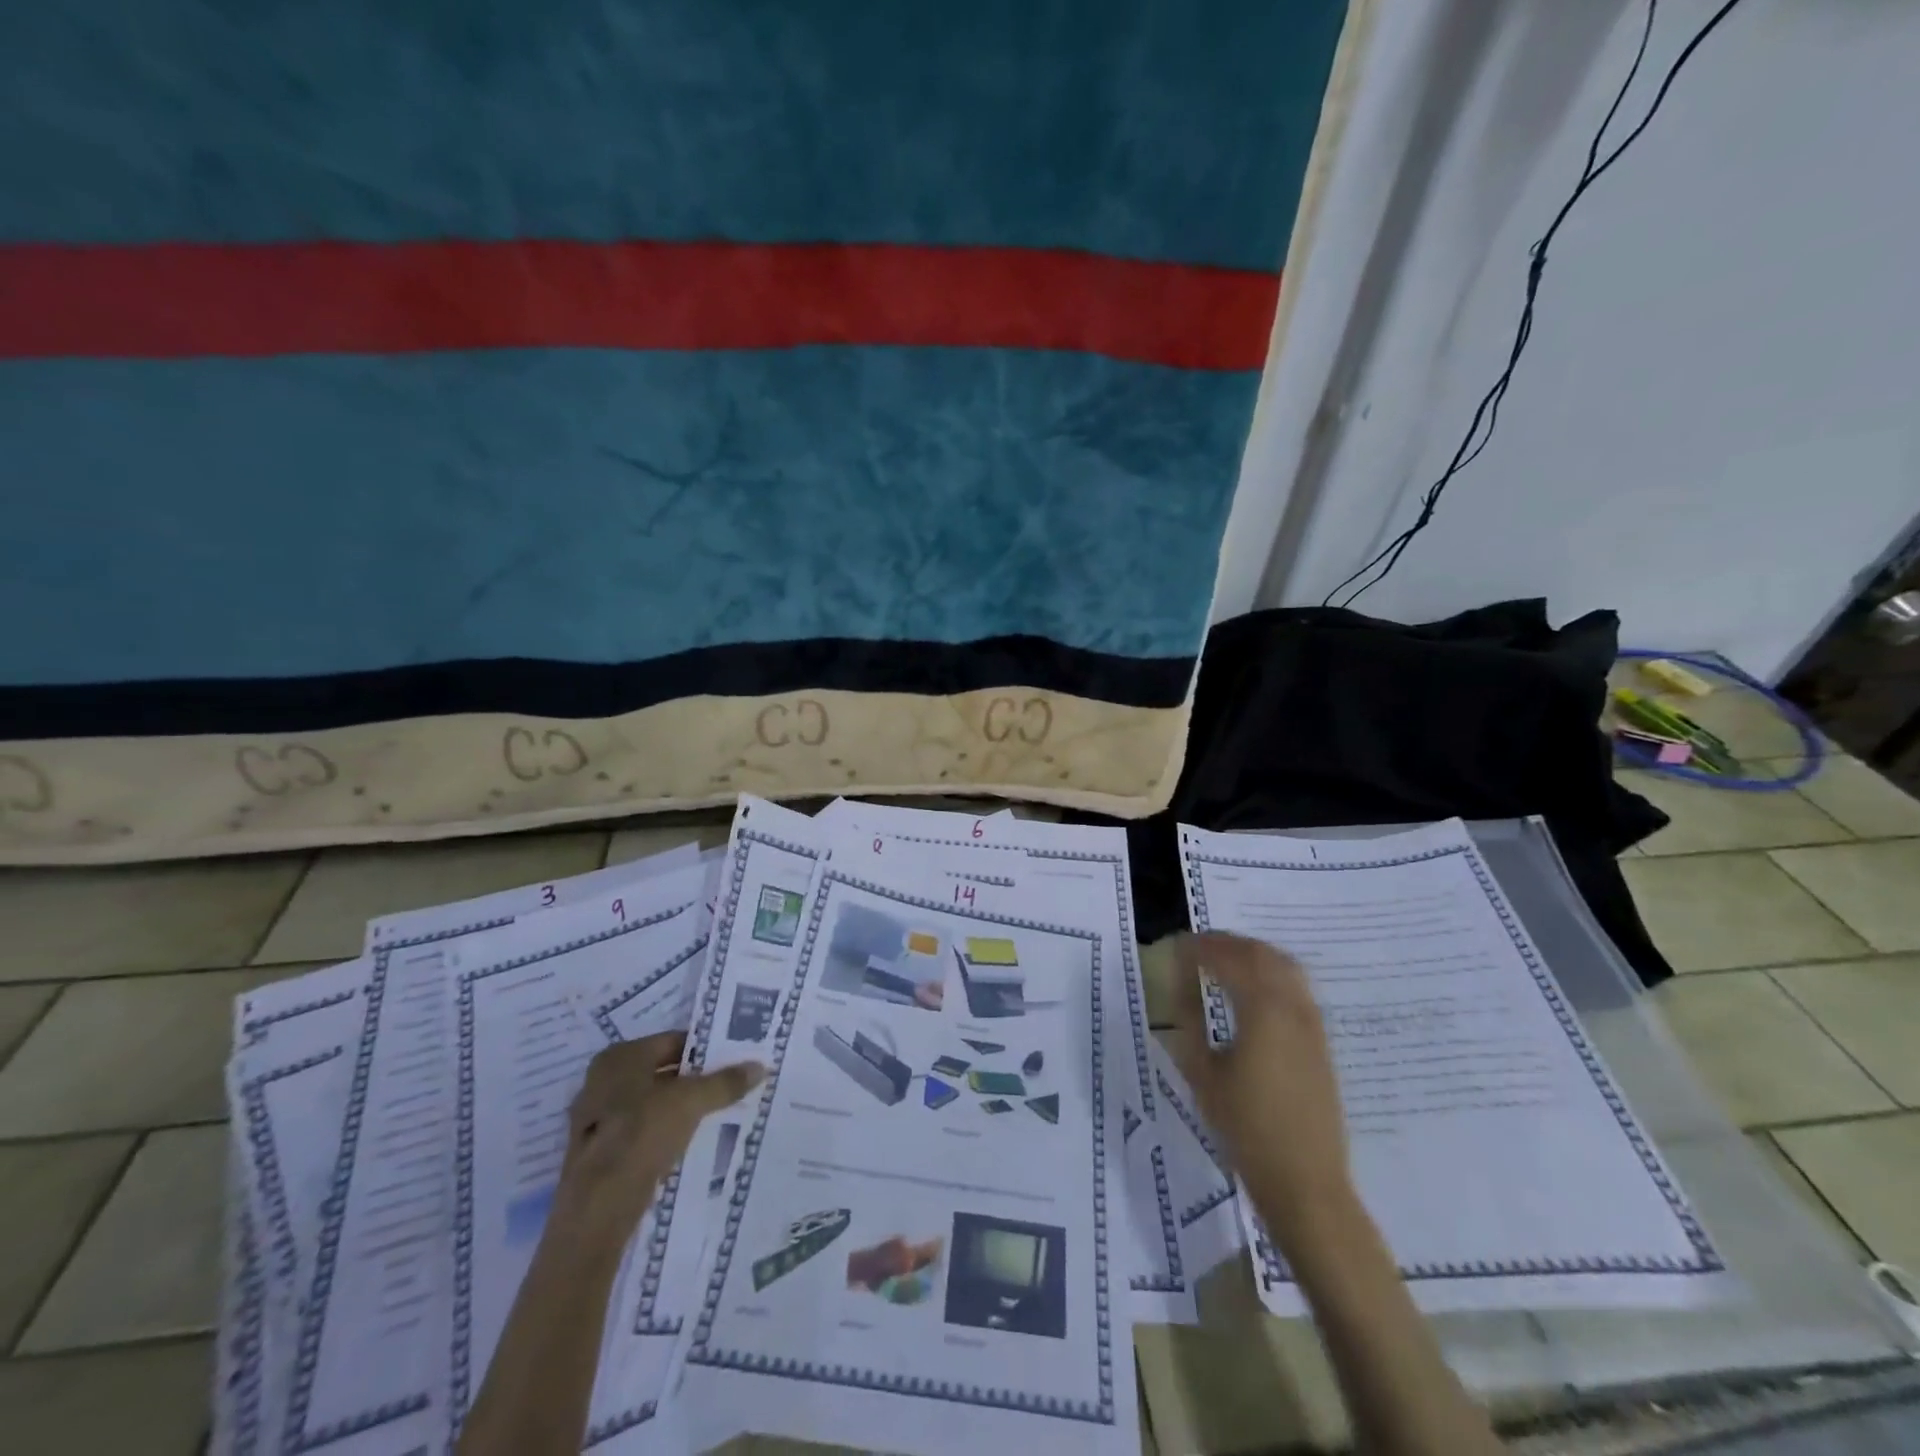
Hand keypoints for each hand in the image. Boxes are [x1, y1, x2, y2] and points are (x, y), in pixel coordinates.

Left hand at [554, 1033, 765, 1246]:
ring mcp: (594, 1120)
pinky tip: (687, 1143)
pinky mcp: (596, 1154)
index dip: (705, 1050)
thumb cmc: (643, 1133)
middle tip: (729, 1086)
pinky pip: (640, 1132)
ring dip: (679, 1109)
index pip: (673, 1042)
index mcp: (620, 1057)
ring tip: (715, 1115)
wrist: (599, 1206)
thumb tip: (759, 1066)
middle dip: (694, 1081)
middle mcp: (601, 1081)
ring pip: (651, 1104)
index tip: (733, 1061)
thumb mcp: (693, 1101)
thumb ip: (726, 1082)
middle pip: (661, 1073)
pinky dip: (663, 1133)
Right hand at [1165, 932, 1353, 1236]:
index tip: (1174, 946)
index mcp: (1263, 1011)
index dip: (1199, 947)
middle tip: (1195, 947)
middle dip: (1225, 943)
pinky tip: (1250, 989)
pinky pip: (1295, 986)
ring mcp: (1312, 1023)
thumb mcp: (1202, 1073)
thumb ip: (1188, 1019)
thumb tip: (1180, 983)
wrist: (1306, 1182)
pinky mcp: (1320, 1040)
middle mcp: (1293, 1007)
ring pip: (1284, 965)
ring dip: (1251, 953)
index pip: (1228, 959)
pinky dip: (1269, 972)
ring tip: (1221, 961)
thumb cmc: (1245, 1129)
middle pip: (1260, 953)